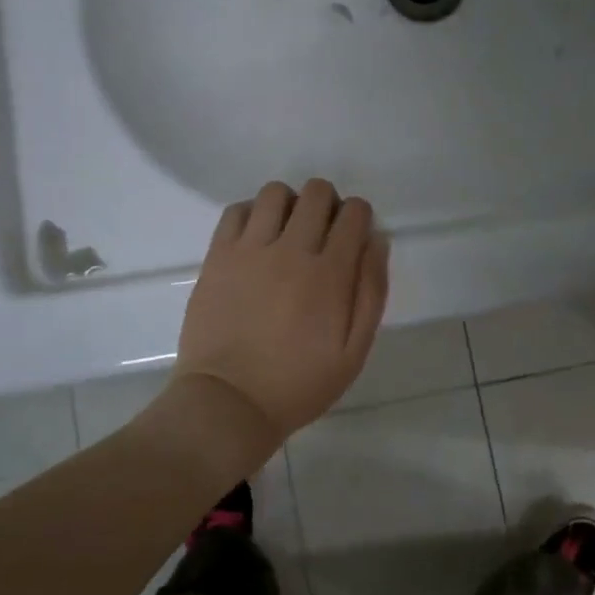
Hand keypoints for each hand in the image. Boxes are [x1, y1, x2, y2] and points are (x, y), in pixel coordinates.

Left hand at [174, 179, 390, 439]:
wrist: (230, 402)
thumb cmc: (298, 384)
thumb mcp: (354, 352)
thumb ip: (371, 292)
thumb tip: (376, 240)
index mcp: (330, 274)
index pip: (355, 213)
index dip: (359, 217)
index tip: (352, 236)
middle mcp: (291, 250)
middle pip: (317, 192)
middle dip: (328, 204)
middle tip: (322, 233)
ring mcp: (250, 249)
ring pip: (275, 193)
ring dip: (290, 204)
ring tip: (286, 232)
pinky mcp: (218, 255)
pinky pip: (236, 210)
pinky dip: (251, 213)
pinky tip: (255, 239)